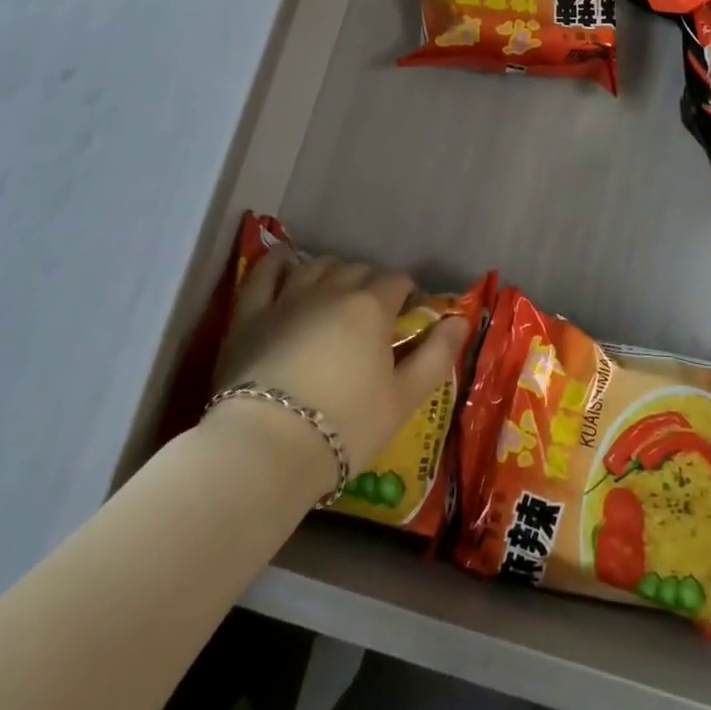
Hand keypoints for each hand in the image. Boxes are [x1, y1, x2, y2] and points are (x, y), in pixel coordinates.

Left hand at [212, 249, 471, 480]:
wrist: (267, 447)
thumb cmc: (346, 425)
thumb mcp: (404, 398)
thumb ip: (436, 355)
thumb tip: (460, 320)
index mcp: (372, 306)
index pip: (398, 282)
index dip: (408, 294)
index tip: (409, 315)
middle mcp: (332, 289)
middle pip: (359, 269)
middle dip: (373, 282)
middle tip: (376, 311)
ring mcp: (287, 297)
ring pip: (317, 265)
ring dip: (333, 270)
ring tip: (337, 287)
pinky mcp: (250, 314)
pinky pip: (264, 274)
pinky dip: (277, 263)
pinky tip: (284, 262)